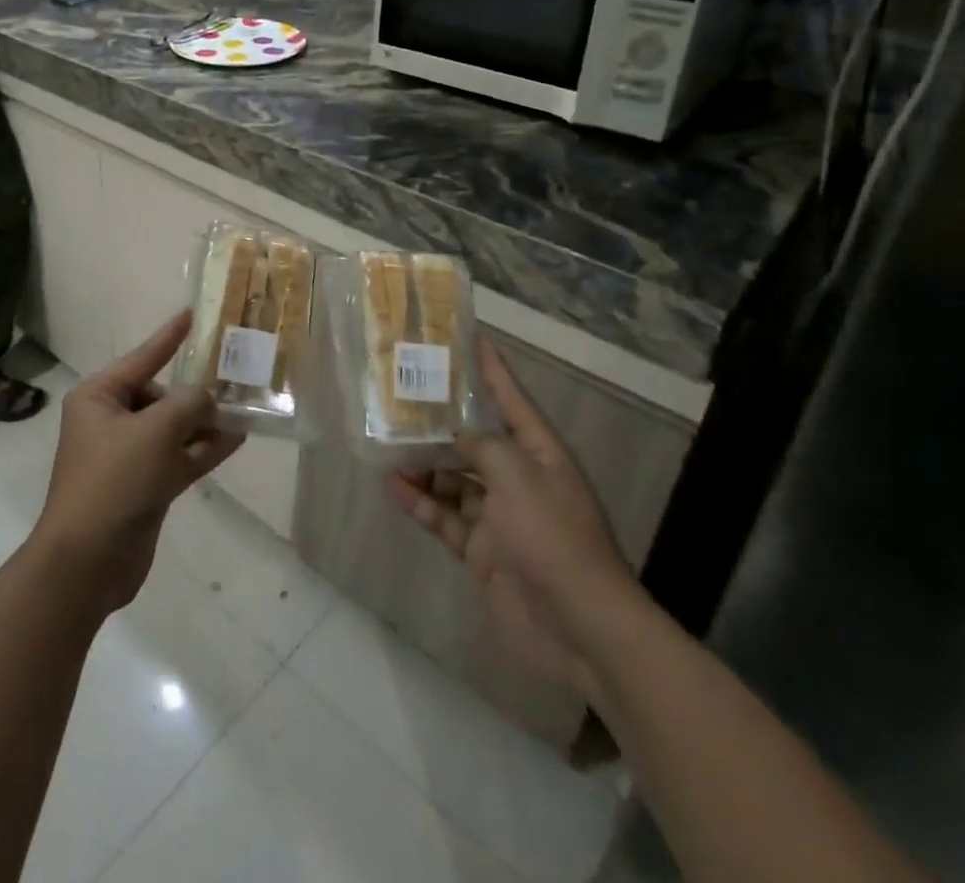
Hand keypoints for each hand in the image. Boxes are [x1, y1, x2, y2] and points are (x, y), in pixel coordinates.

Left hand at [30, 311, 243, 614]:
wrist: (88, 561)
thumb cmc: (114, 480)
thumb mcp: (155, 431)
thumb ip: (188, 405)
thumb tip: (209, 399)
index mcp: (99, 397)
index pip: (141, 357)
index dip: (168, 338)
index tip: (190, 315)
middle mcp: (110, 420)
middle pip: (159, 395)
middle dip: (194, 395)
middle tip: (232, 385)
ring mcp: (128, 456)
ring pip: (172, 428)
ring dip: (204, 422)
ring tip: (244, 409)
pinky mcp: (144, 485)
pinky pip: (177, 456)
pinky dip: (203, 448)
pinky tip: (236, 438)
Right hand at [387, 333, 638, 698]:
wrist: (579, 629)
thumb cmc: (553, 538)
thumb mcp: (517, 476)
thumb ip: (479, 444)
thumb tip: (451, 428)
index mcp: (538, 453)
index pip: (509, 397)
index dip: (487, 366)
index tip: (462, 336)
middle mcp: (518, 477)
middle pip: (473, 437)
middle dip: (439, 418)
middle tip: (398, 392)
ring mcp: (498, 515)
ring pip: (452, 476)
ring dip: (422, 463)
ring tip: (385, 442)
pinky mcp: (480, 548)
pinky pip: (443, 515)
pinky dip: (419, 501)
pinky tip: (392, 485)